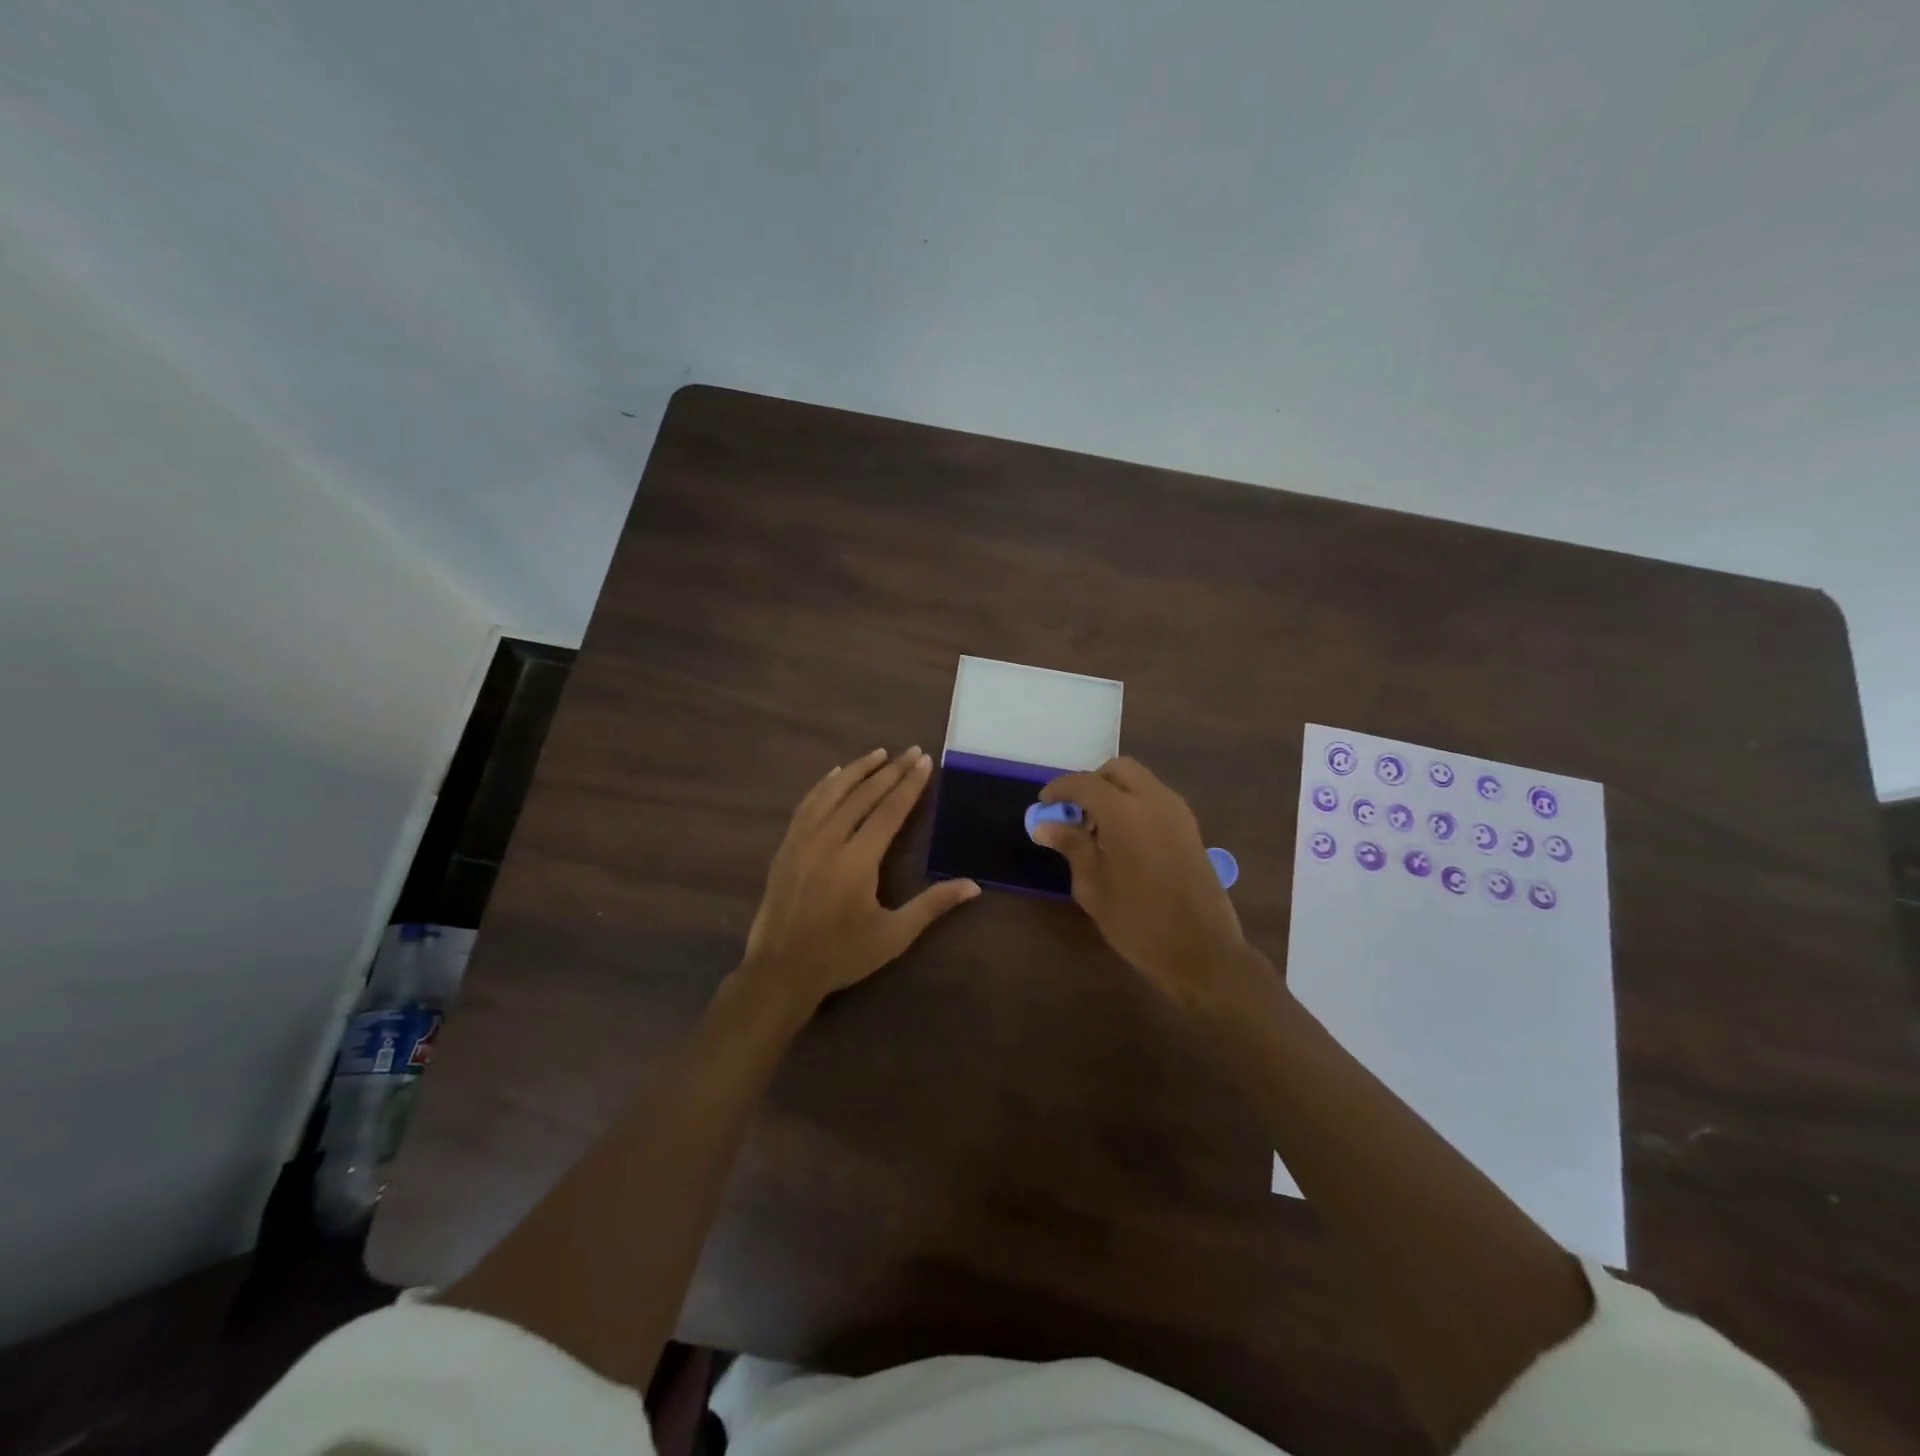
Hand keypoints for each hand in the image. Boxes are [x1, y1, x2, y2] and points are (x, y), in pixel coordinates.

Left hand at [741, 747, 978, 1012]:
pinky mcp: (786, 847)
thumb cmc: (842, 954)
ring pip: (831, 793)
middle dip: (889, 771)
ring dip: (856, 770)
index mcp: (857, 861)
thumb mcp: (894, 935)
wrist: (780, 970)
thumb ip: (932, 905)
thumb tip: (974, 886)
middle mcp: (828, 841)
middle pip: (862, 795)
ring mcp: (802, 841)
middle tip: (910, 751)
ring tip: (878, 753)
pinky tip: (835, 775)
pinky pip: (806, 805)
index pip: (888, 811)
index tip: (924, 761)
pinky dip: (824, 785)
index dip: (909, 785)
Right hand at [1035, 758, 1264, 1015]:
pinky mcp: (1191, 828)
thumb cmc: (1139, 923)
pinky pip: (1156, 799)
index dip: (1060, 789)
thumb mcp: (1093, 887)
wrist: (1203, 951)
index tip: (1043, 804)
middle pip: (1118, 770)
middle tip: (1074, 814)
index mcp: (1126, 813)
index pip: (1085, 783)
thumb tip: (1045, 825)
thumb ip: (1071, 846)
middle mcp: (1155, 801)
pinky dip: (1135, 804)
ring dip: (1115, 793)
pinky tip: (1123, 841)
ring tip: (1097, 831)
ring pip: (1140, 782)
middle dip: (1092, 784)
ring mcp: (1178, 813)